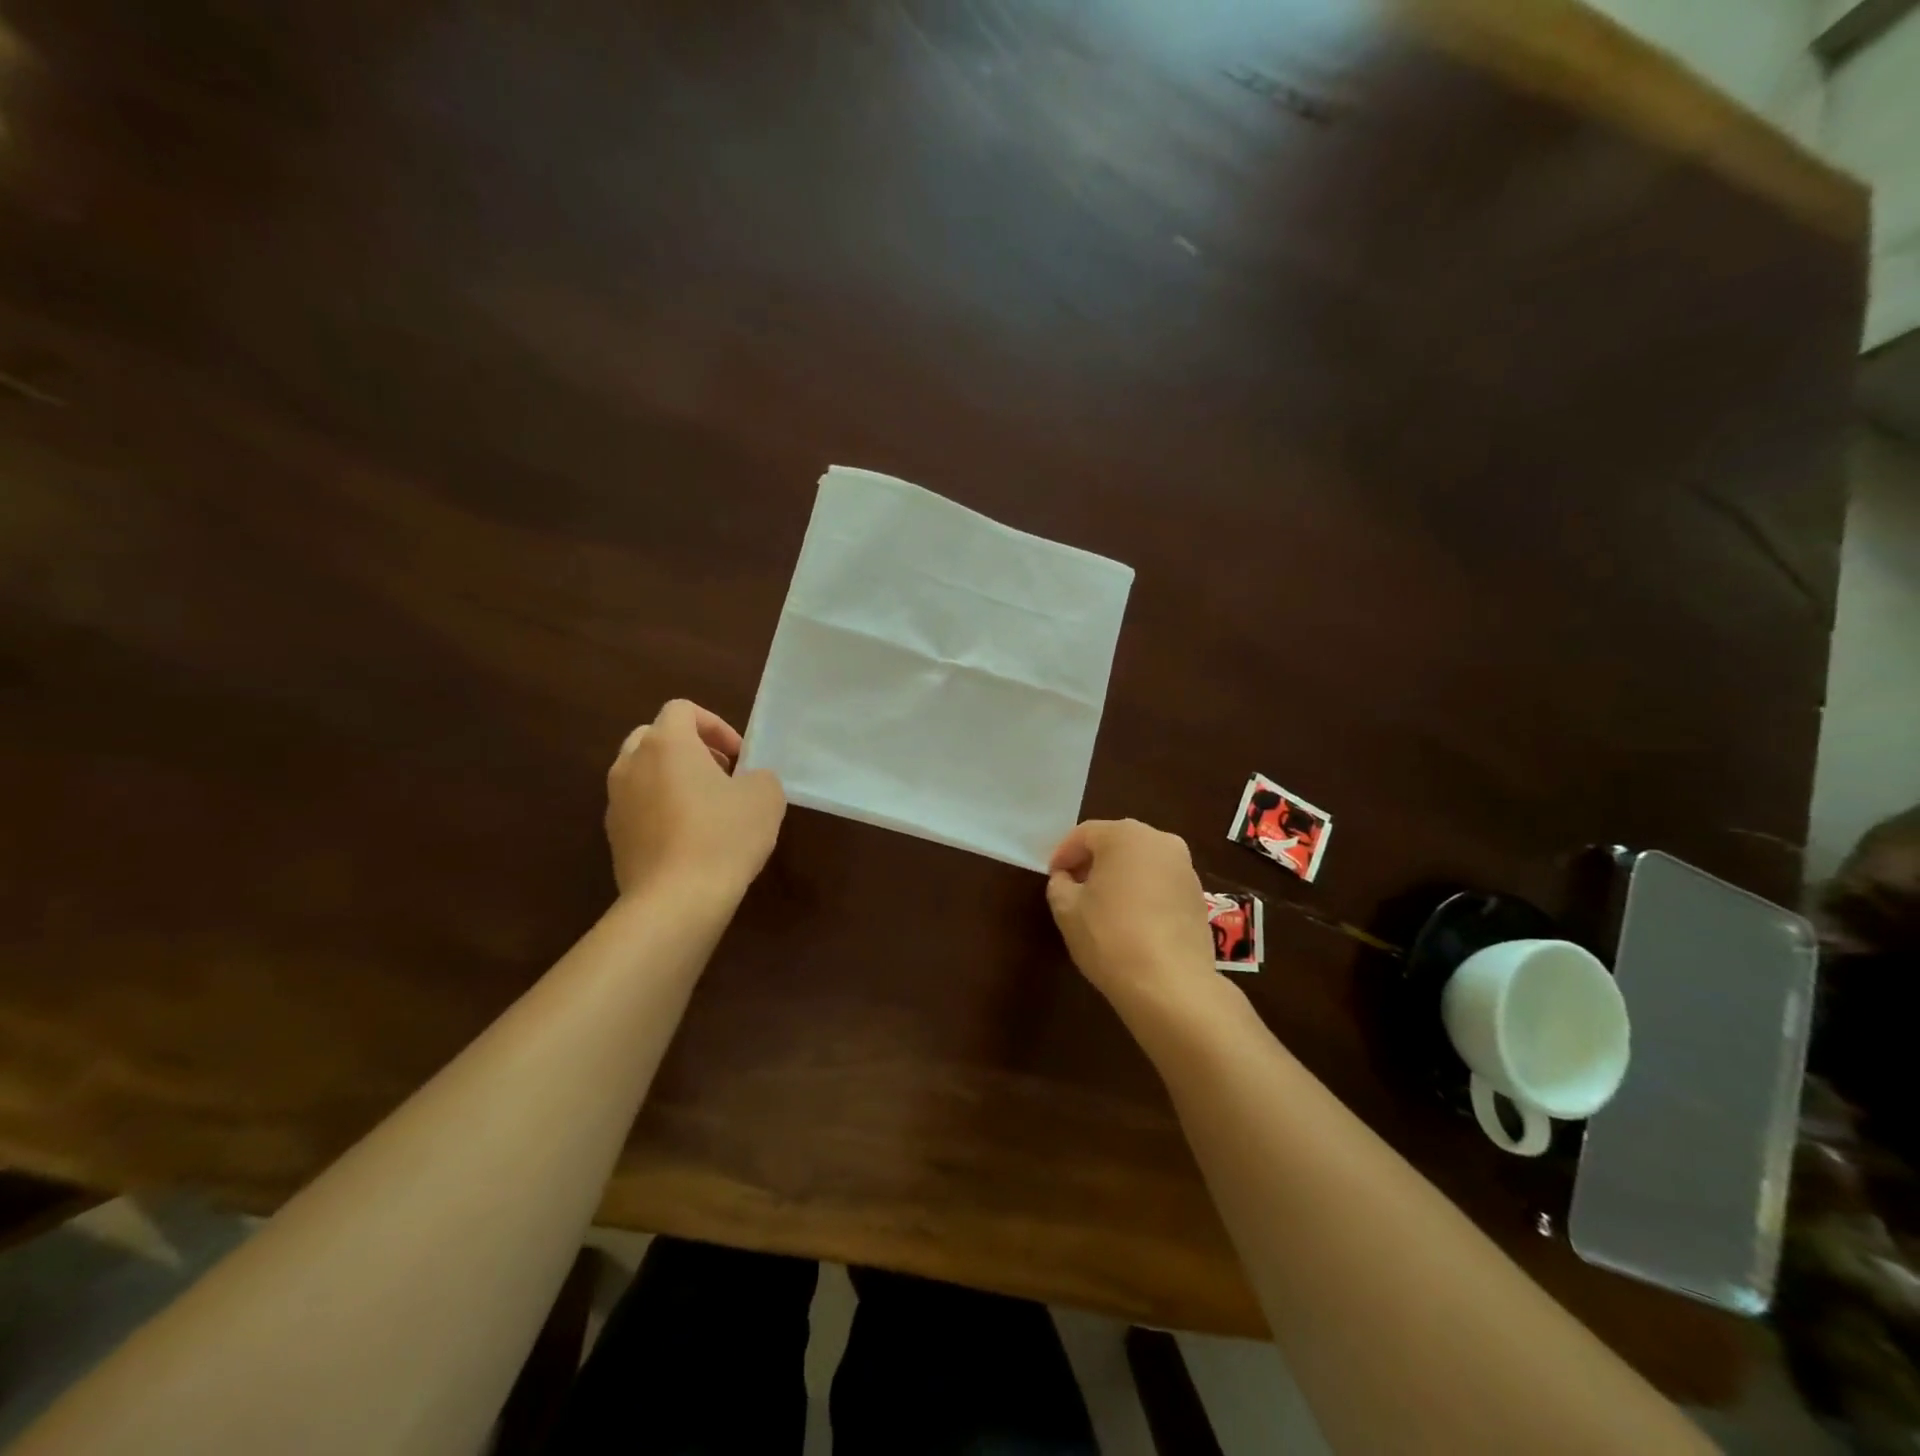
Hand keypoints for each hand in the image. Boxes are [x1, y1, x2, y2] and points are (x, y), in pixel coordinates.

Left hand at [606, 700, 785, 901]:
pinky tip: (688, 839)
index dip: (715, 725)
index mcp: (666, 743)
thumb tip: (749, 781)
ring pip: (642, 772)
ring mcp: (615, 800)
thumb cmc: (723, 836)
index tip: (739, 756)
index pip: (682, 709)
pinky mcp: (613, 835)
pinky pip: (637, 806)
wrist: (675, 900)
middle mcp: (631, 763)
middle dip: (689, 748)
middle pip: (654, 736)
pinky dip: (659, 809)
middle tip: (720, 774)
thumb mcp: (765, 797)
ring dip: (672, 779)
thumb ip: (759, 775)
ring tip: (705, 808)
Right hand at [1046, 819, 1217, 1013]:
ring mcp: (1185, 868)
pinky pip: (1161, 883)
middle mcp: (1161, 841)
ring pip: (1142, 862)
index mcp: (1126, 835)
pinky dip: (1143, 892)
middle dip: (1092, 861)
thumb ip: (1060, 884)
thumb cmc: (1110, 937)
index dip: (1063, 854)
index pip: (1084, 834)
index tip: (1053, 877)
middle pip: (1117, 843)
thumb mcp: (1066, 910)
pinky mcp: (1198, 896)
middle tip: (1074, 888)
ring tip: (1103, 906)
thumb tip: (1066, 879)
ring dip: (1120, 876)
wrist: (1171, 985)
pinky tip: (1131, 921)